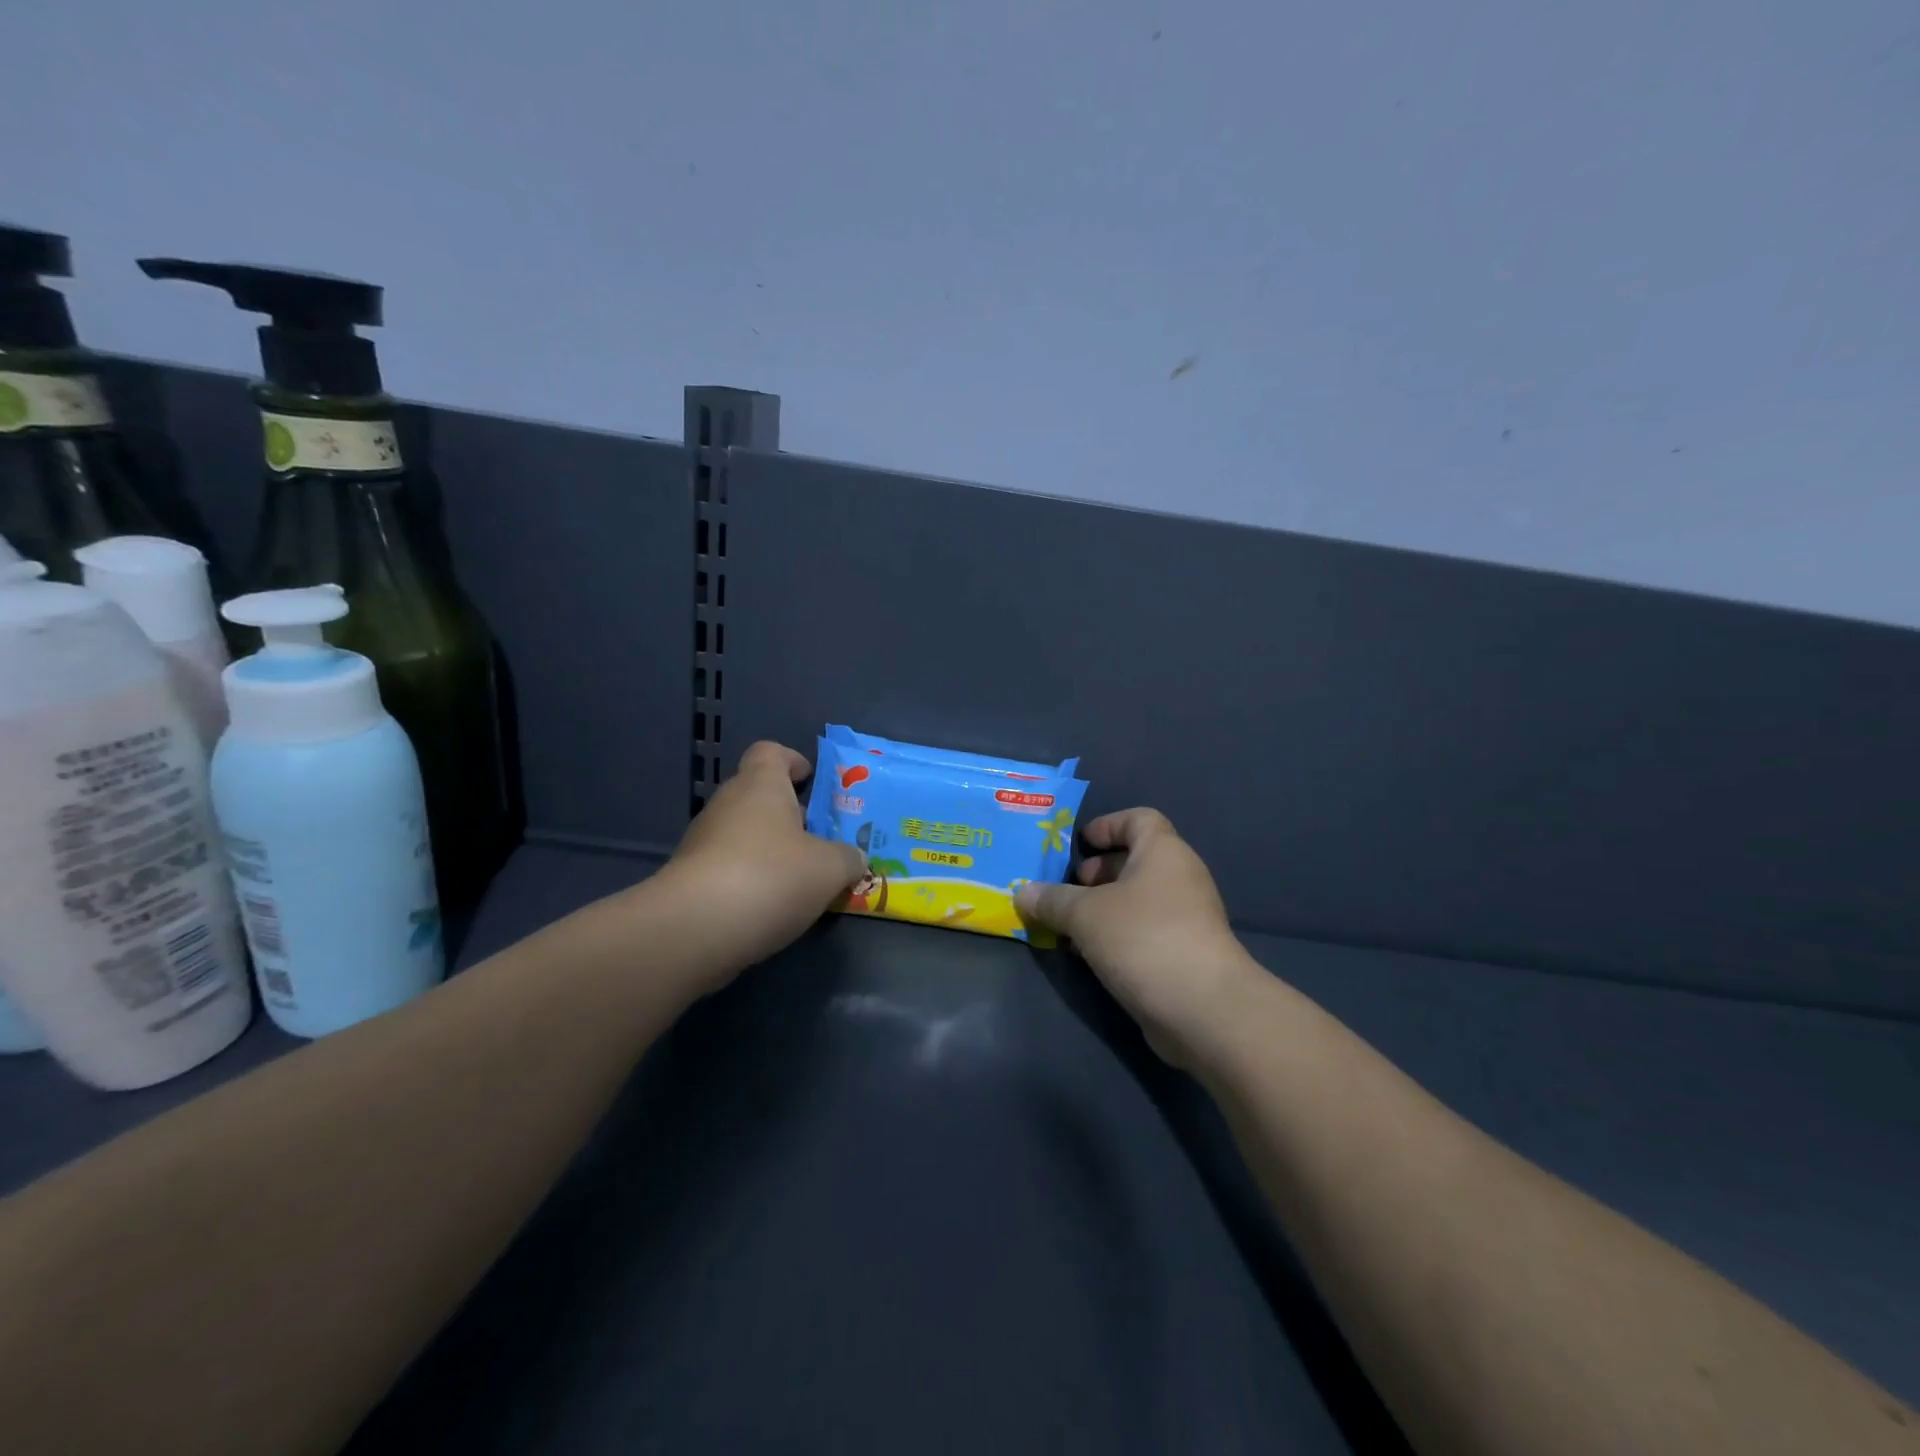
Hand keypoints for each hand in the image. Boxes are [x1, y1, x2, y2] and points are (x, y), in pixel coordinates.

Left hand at [659, 741, 865, 982]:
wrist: (695, 929)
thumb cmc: (771, 876)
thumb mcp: (830, 868)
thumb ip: (848, 858)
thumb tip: (853, 858)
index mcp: (761, 785)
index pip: (771, 752)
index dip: (793, 761)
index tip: (812, 780)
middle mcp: (727, 804)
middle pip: (759, 796)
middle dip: (789, 815)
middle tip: (821, 840)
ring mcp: (702, 842)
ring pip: (744, 835)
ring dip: (771, 852)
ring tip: (802, 881)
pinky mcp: (689, 880)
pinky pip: (729, 869)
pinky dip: (751, 881)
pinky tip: (772, 907)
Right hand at [1016, 809, 1257, 1065]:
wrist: (1204, 1009)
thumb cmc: (1143, 939)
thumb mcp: (1085, 914)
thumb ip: (1052, 900)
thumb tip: (1023, 892)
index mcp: (1163, 853)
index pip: (1138, 819)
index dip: (1107, 825)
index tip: (1078, 845)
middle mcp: (1179, 878)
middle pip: (1134, 862)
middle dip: (1096, 874)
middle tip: (1064, 891)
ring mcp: (1185, 919)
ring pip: (1136, 902)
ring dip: (1100, 910)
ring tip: (1066, 927)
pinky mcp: (1184, 955)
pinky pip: (1143, 933)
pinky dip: (1115, 937)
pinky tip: (1087, 957)